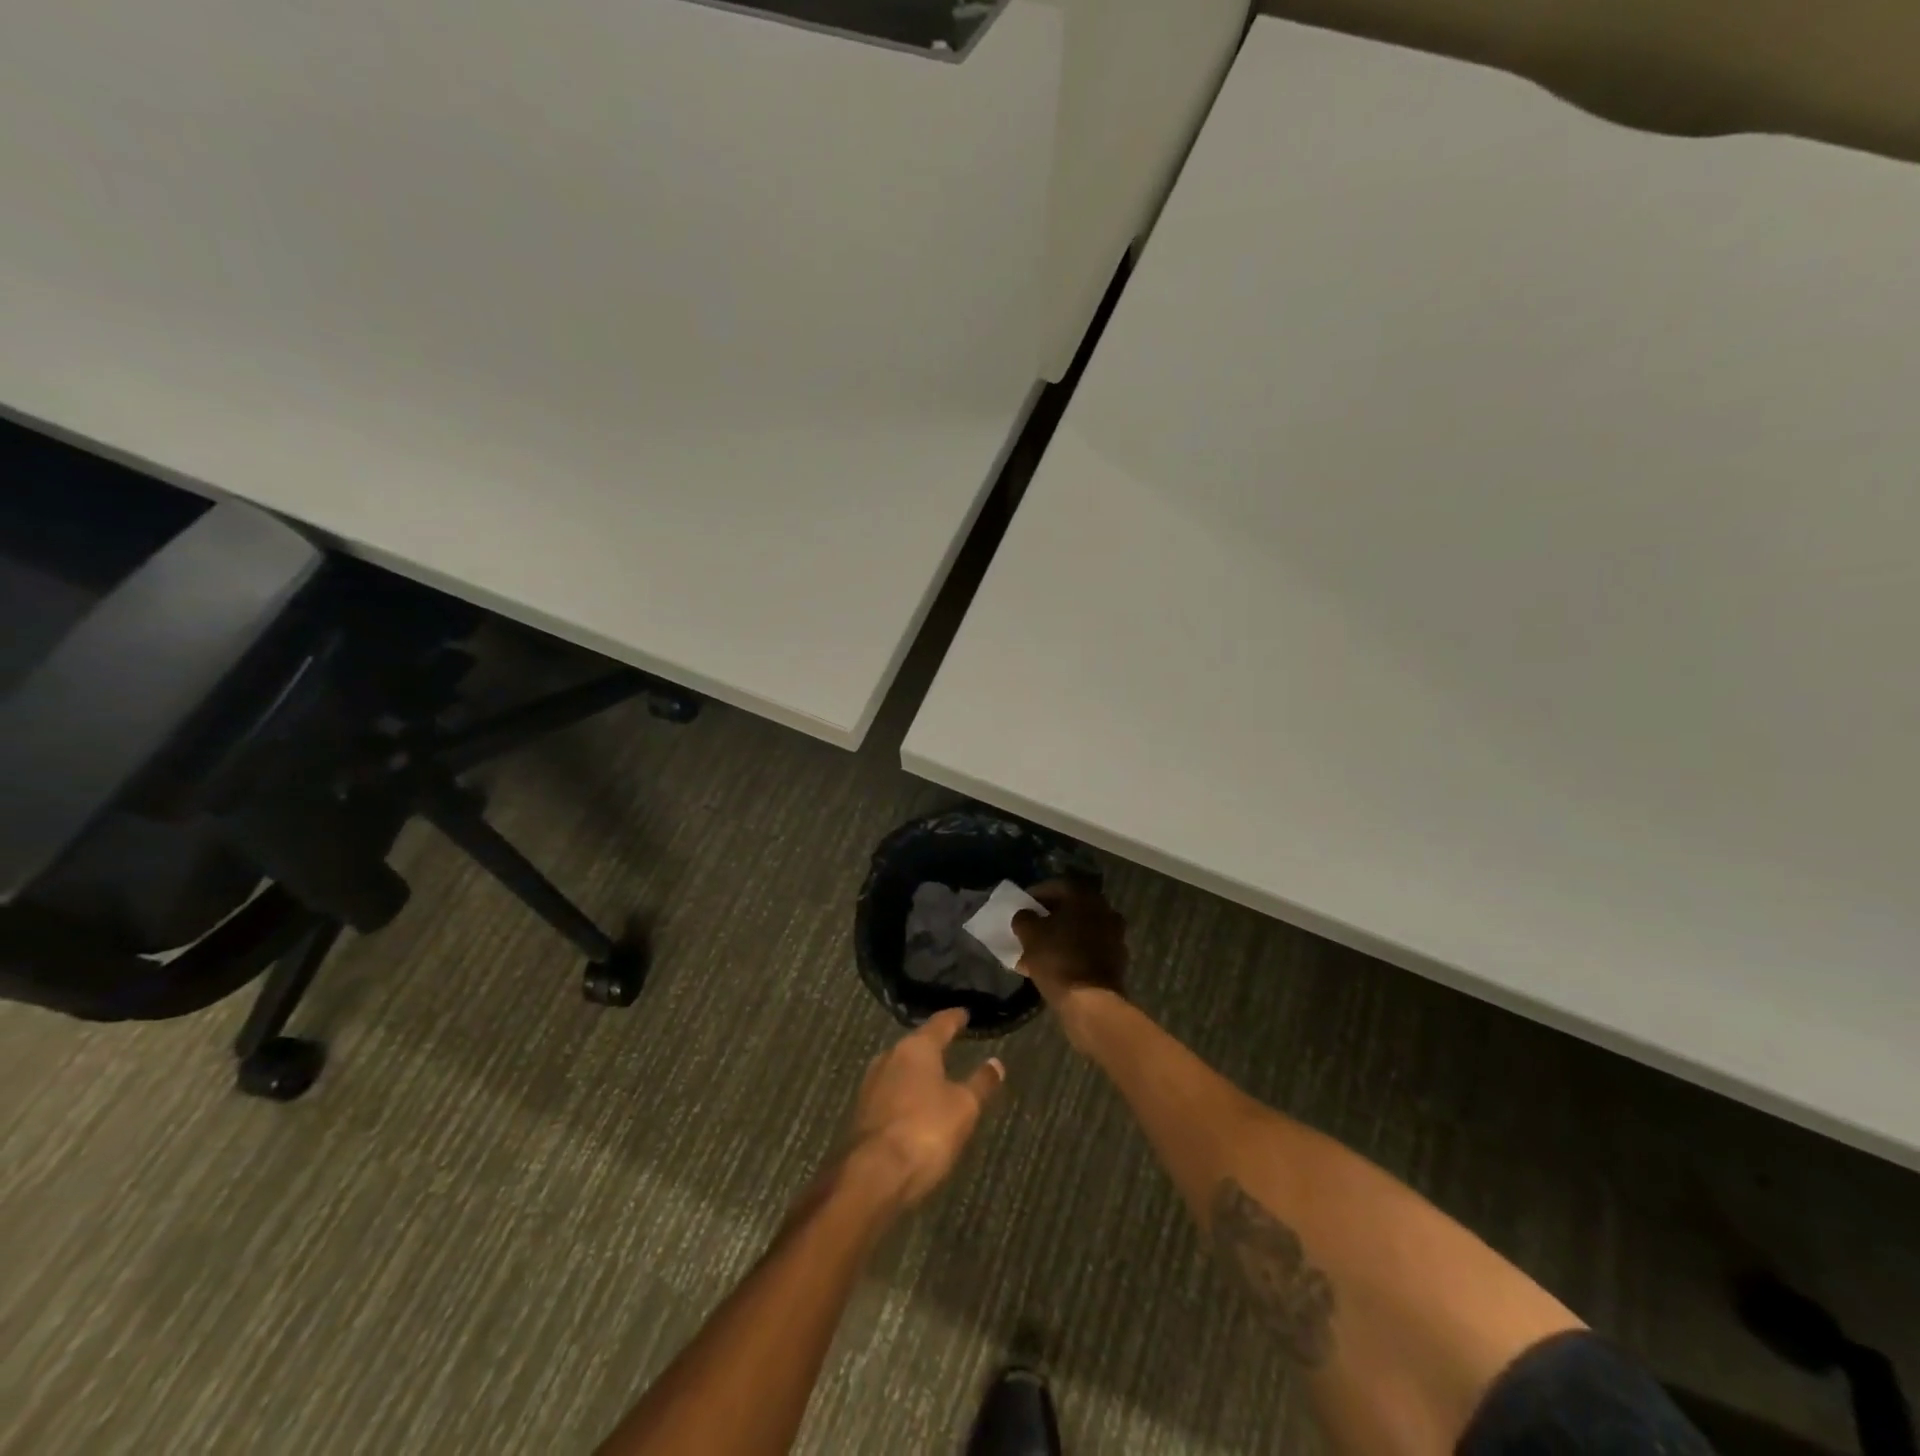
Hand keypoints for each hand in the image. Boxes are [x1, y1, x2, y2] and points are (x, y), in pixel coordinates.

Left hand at [845, 1009, 1004, 1209]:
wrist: (873, 1176)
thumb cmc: (925, 1130)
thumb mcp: (964, 1107)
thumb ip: (980, 1083)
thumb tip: (996, 1062)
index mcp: (916, 1048)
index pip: (940, 1023)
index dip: (955, 1018)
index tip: (965, 1013)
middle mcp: (889, 1057)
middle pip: (916, 1044)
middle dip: (933, 1045)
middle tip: (951, 1044)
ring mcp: (871, 1084)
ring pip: (900, 1068)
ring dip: (917, 1071)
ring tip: (935, 1076)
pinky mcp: (862, 1112)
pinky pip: (890, 1092)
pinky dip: (905, 1093)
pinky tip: (915, 1106)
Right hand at [1013, 881, 1128, 1041]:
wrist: (1091, 1002)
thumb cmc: (1058, 959)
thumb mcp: (1030, 935)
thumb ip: (1024, 918)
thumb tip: (1025, 915)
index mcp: (1084, 897)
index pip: (1056, 886)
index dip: (1035, 894)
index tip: (1022, 906)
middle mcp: (1104, 909)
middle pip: (1071, 908)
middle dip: (1049, 917)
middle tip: (1031, 927)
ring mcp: (1114, 935)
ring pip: (1080, 929)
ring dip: (1061, 936)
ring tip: (1039, 950)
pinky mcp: (1117, 959)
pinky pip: (1089, 949)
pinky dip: (1073, 952)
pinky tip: (1055, 966)